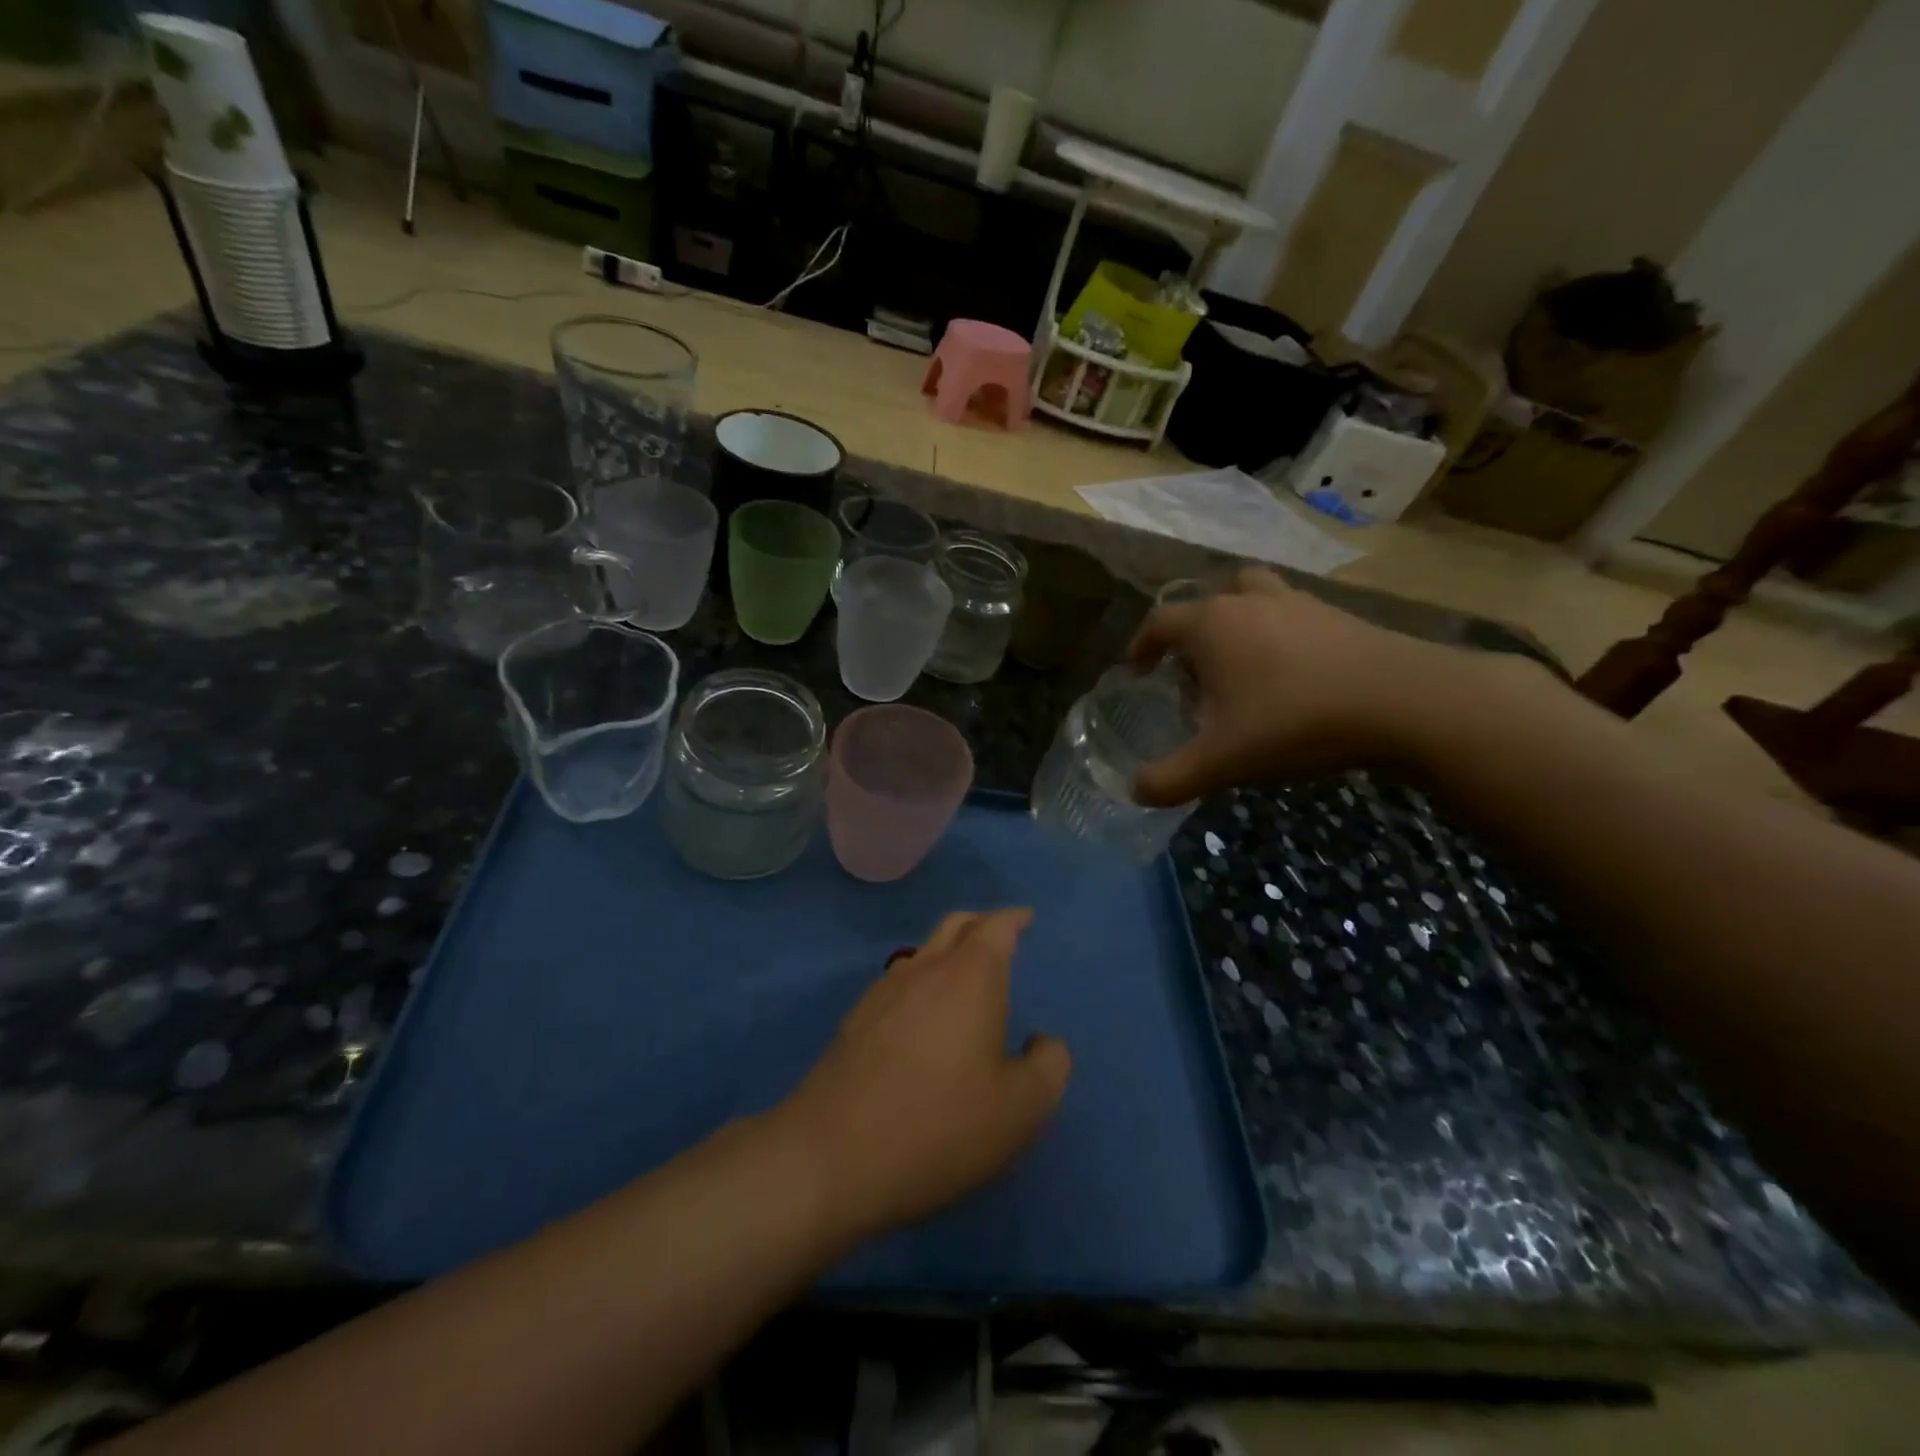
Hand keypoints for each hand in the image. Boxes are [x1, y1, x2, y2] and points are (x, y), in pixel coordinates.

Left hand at [773, 909, 1070, 1244]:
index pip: (996, 926)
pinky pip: (899, 981)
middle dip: (981, 922)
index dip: (1014, 918)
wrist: (832, 1155)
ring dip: (948, 951)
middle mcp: (926, 968)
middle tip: (1000, 934)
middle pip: (955, 925)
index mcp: (970, 976)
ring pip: (923, 951)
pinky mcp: (856, 1019)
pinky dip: (922, 980)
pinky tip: (924, 1015)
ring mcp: (884, 991)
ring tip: (964, 975)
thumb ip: (1048, 1065)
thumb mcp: (1021, 1108)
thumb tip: (1042, 1041)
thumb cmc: (940, 1124)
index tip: (1026, 917)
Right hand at [1127, 568, 1480, 805]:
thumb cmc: (1294, 722)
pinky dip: (1279, 632)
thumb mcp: (1222, 762)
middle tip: (1194, 673)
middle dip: (1192, 633)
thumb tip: (1135, 791)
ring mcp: (1298, 602)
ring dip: (1238, 619)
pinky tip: (1293, 674)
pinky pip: (1292, 613)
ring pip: (1252, 595)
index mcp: (1211, 625)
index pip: (1159, 622)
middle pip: (1207, 601)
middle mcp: (1249, 601)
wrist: (1403, 700)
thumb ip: (1171, 779)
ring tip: (1242, 662)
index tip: (1136, 671)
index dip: (1140, 646)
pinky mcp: (1338, 615)